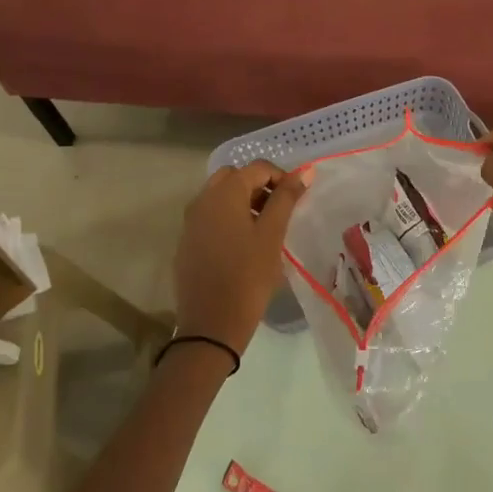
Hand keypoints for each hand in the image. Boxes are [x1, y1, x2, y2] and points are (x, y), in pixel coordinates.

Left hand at [173, 161, 311, 353]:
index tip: (296, 199)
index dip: (280, 177)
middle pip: (233, 177)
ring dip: (243, 202)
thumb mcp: (272, 235)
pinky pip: (209, 217)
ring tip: (264, 229)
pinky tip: (242, 246)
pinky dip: (228, 219)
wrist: (211, 324)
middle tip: (278, 211)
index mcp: (224, 194)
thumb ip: (287, 199)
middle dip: (258, 186)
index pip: (256, 168)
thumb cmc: (248, 276)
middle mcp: (202, 200)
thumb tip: (305, 171)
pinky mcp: (186, 242)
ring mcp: (190, 222)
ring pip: (219, 196)